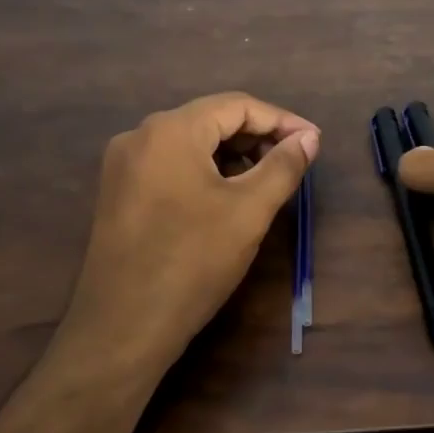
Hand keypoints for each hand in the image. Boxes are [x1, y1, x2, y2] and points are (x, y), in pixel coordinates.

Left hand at [60, 93, 319, 374]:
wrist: (123, 327)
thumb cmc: (192, 262)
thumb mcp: (249, 211)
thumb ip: (283, 166)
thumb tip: (309, 137)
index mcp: (170, 130)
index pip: (236, 105)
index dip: (282, 120)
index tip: (314, 143)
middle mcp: (140, 136)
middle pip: (210, 120)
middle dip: (257, 137)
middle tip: (294, 161)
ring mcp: (123, 165)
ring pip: (190, 144)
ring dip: (232, 155)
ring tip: (266, 180)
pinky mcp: (118, 193)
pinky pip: (170, 165)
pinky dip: (204, 171)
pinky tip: (226, 196)